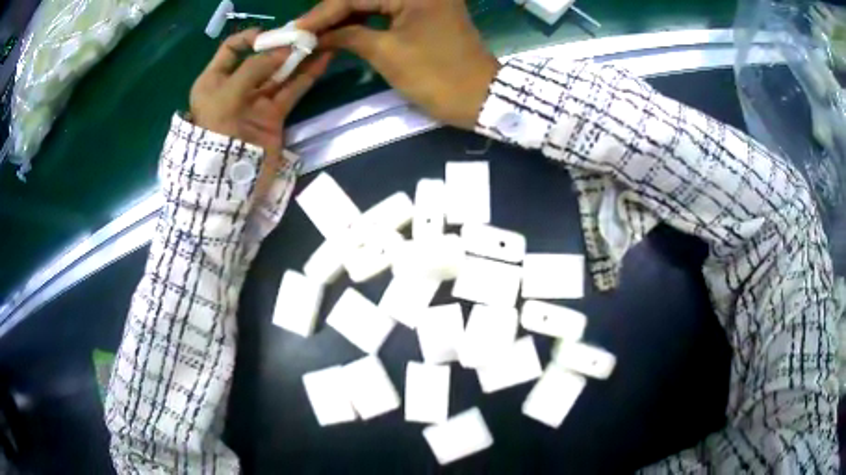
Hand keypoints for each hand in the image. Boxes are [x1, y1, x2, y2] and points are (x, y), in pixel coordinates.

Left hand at [190, 28, 331, 154]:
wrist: (228, 181)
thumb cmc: (218, 134)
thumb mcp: (227, 95)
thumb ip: (253, 68)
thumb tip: (283, 51)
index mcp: (214, 81)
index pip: (231, 49)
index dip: (250, 38)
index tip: (270, 36)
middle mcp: (234, 87)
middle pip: (259, 59)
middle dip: (279, 46)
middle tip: (302, 35)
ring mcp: (255, 102)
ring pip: (278, 73)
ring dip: (296, 58)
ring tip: (317, 42)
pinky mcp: (273, 115)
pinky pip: (291, 91)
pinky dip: (306, 77)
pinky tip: (322, 61)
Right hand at [297, 0, 499, 129]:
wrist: (480, 97)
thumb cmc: (436, 77)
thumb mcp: (387, 54)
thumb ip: (349, 36)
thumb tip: (317, 34)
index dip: (323, 12)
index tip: (296, 29)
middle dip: (334, 12)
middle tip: (304, 30)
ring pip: (375, 2)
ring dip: (348, 15)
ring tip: (319, 32)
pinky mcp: (428, 10)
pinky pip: (389, 8)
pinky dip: (366, 19)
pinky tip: (345, 29)